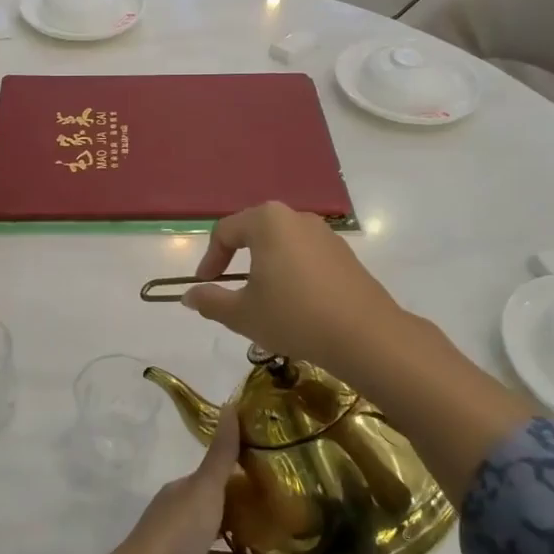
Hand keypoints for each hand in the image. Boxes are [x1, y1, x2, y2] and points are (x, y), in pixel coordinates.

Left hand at [110, 416, 292, 553]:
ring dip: (264, 552)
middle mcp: (191, 526)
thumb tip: (232, 405)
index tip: (281, 468)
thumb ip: (222, 454)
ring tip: (304, 547)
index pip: (217, 481)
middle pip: (229, 517)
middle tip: (300, 509)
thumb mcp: (203, 487)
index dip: (245, 475)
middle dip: (258, 515)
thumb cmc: (176, 531)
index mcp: (185, 497)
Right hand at [182, 202, 408, 381]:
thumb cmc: (293, 316)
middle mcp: (296, 217)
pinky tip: (295, 303)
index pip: (225, 231)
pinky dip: (291, 272)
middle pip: (254, 231)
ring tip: (262, 298)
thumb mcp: (242, 313)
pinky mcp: (344, 254)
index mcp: (267, 221)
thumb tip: (189, 296)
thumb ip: (210, 301)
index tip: (205, 286)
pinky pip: (305, 255)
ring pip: (282, 244)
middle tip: (230, 288)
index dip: (209, 260)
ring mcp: (325, 233)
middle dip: (237, 259)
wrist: (364, 335)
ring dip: (265, 266)